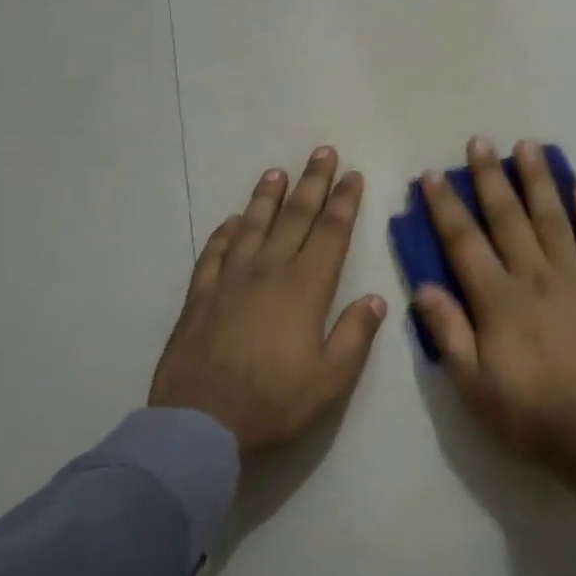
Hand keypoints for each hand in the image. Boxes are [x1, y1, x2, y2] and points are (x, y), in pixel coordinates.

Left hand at [150, 148, 386, 455]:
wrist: (201, 424)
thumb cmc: (274, 402)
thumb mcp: (331, 379)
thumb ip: (355, 335)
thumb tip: (375, 298)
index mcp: (305, 289)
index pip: (330, 233)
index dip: (343, 201)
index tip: (352, 174)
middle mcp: (268, 272)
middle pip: (294, 217)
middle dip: (312, 182)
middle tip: (322, 152)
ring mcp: (229, 281)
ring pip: (252, 226)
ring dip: (267, 197)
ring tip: (277, 172)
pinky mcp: (200, 296)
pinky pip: (213, 252)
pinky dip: (224, 233)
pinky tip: (231, 221)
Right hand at [414, 138, 575, 504]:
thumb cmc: (532, 415)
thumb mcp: (474, 386)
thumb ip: (449, 333)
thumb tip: (423, 287)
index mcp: (497, 300)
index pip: (464, 242)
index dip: (445, 207)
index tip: (431, 175)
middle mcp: (535, 276)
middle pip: (508, 217)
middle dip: (490, 178)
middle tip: (479, 142)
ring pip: (553, 217)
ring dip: (538, 180)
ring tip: (528, 146)